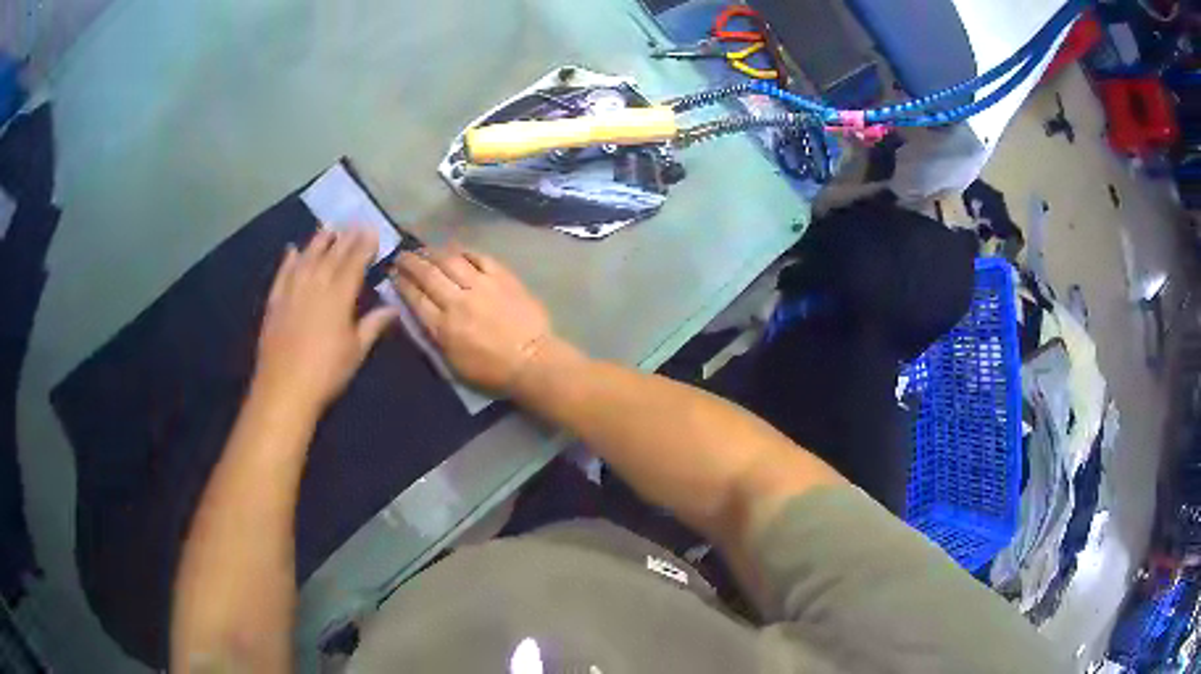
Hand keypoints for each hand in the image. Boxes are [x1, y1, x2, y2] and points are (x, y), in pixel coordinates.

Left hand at [255, 228, 398, 412]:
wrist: (284, 388)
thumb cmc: (326, 372)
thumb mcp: (356, 351)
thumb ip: (373, 325)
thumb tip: (393, 308)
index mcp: (339, 296)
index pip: (354, 262)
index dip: (364, 245)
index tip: (372, 230)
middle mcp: (315, 285)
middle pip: (332, 255)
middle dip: (345, 238)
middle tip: (354, 222)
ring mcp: (292, 291)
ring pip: (307, 258)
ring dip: (318, 241)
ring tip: (328, 227)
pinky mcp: (275, 302)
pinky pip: (283, 274)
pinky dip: (288, 261)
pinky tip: (292, 250)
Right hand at [391, 245, 555, 393]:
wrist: (533, 361)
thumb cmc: (491, 372)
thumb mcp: (452, 365)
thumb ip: (434, 338)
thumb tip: (419, 315)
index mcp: (443, 326)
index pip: (415, 298)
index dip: (401, 284)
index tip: (392, 274)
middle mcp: (458, 300)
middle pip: (428, 274)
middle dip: (410, 263)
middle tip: (401, 256)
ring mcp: (482, 285)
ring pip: (450, 260)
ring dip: (432, 252)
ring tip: (423, 250)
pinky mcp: (503, 277)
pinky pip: (478, 256)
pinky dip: (463, 251)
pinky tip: (454, 249)